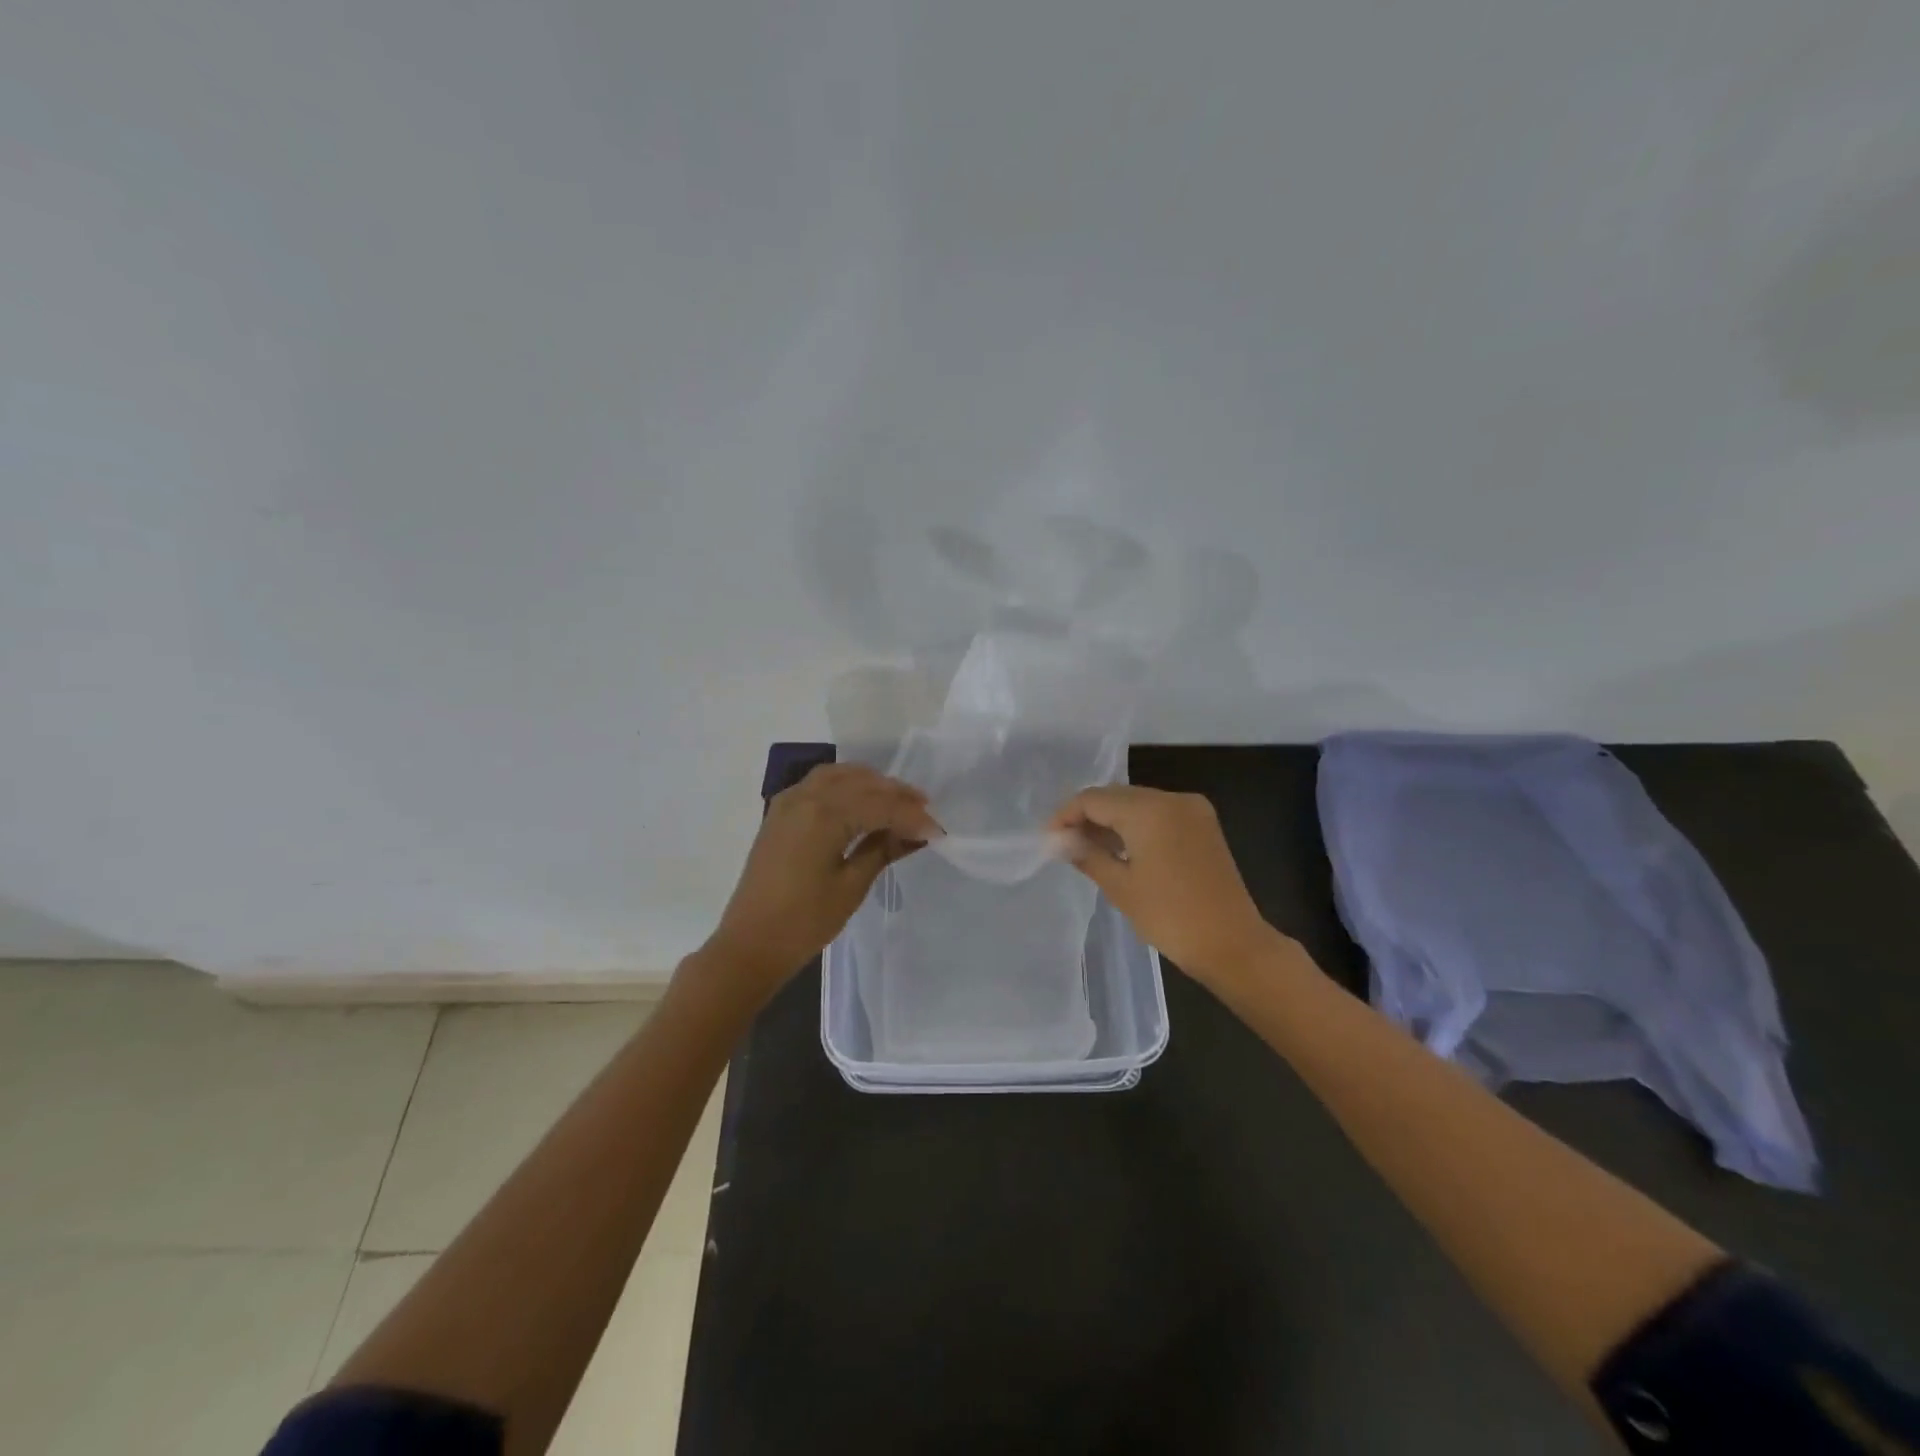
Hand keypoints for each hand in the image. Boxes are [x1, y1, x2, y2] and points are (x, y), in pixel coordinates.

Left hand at [697, 763, 940, 1002]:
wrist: (749, 944)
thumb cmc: (804, 922)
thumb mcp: (851, 886)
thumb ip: (883, 849)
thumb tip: (918, 834)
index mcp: (824, 815)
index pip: (880, 805)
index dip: (912, 817)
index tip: (938, 832)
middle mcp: (805, 797)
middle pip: (862, 783)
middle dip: (896, 795)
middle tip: (925, 813)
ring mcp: (789, 801)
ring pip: (839, 775)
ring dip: (871, 784)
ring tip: (898, 802)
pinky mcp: (780, 812)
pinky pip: (819, 784)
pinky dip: (846, 785)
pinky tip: (862, 802)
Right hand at [1050, 785, 1276, 980]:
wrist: (1233, 944)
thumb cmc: (1171, 917)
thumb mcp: (1120, 887)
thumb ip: (1087, 855)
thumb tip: (1060, 841)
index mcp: (1149, 810)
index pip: (1094, 799)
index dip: (1066, 815)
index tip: (1048, 838)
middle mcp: (1172, 799)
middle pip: (1116, 796)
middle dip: (1088, 816)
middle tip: (1065, 844)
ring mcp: (1192, 810)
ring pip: (1138, 803)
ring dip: (1112, 821)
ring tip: (1087, 849)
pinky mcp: (1203, 825)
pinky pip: (1159, 814)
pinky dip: (1136, 826)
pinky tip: (1121, 849)